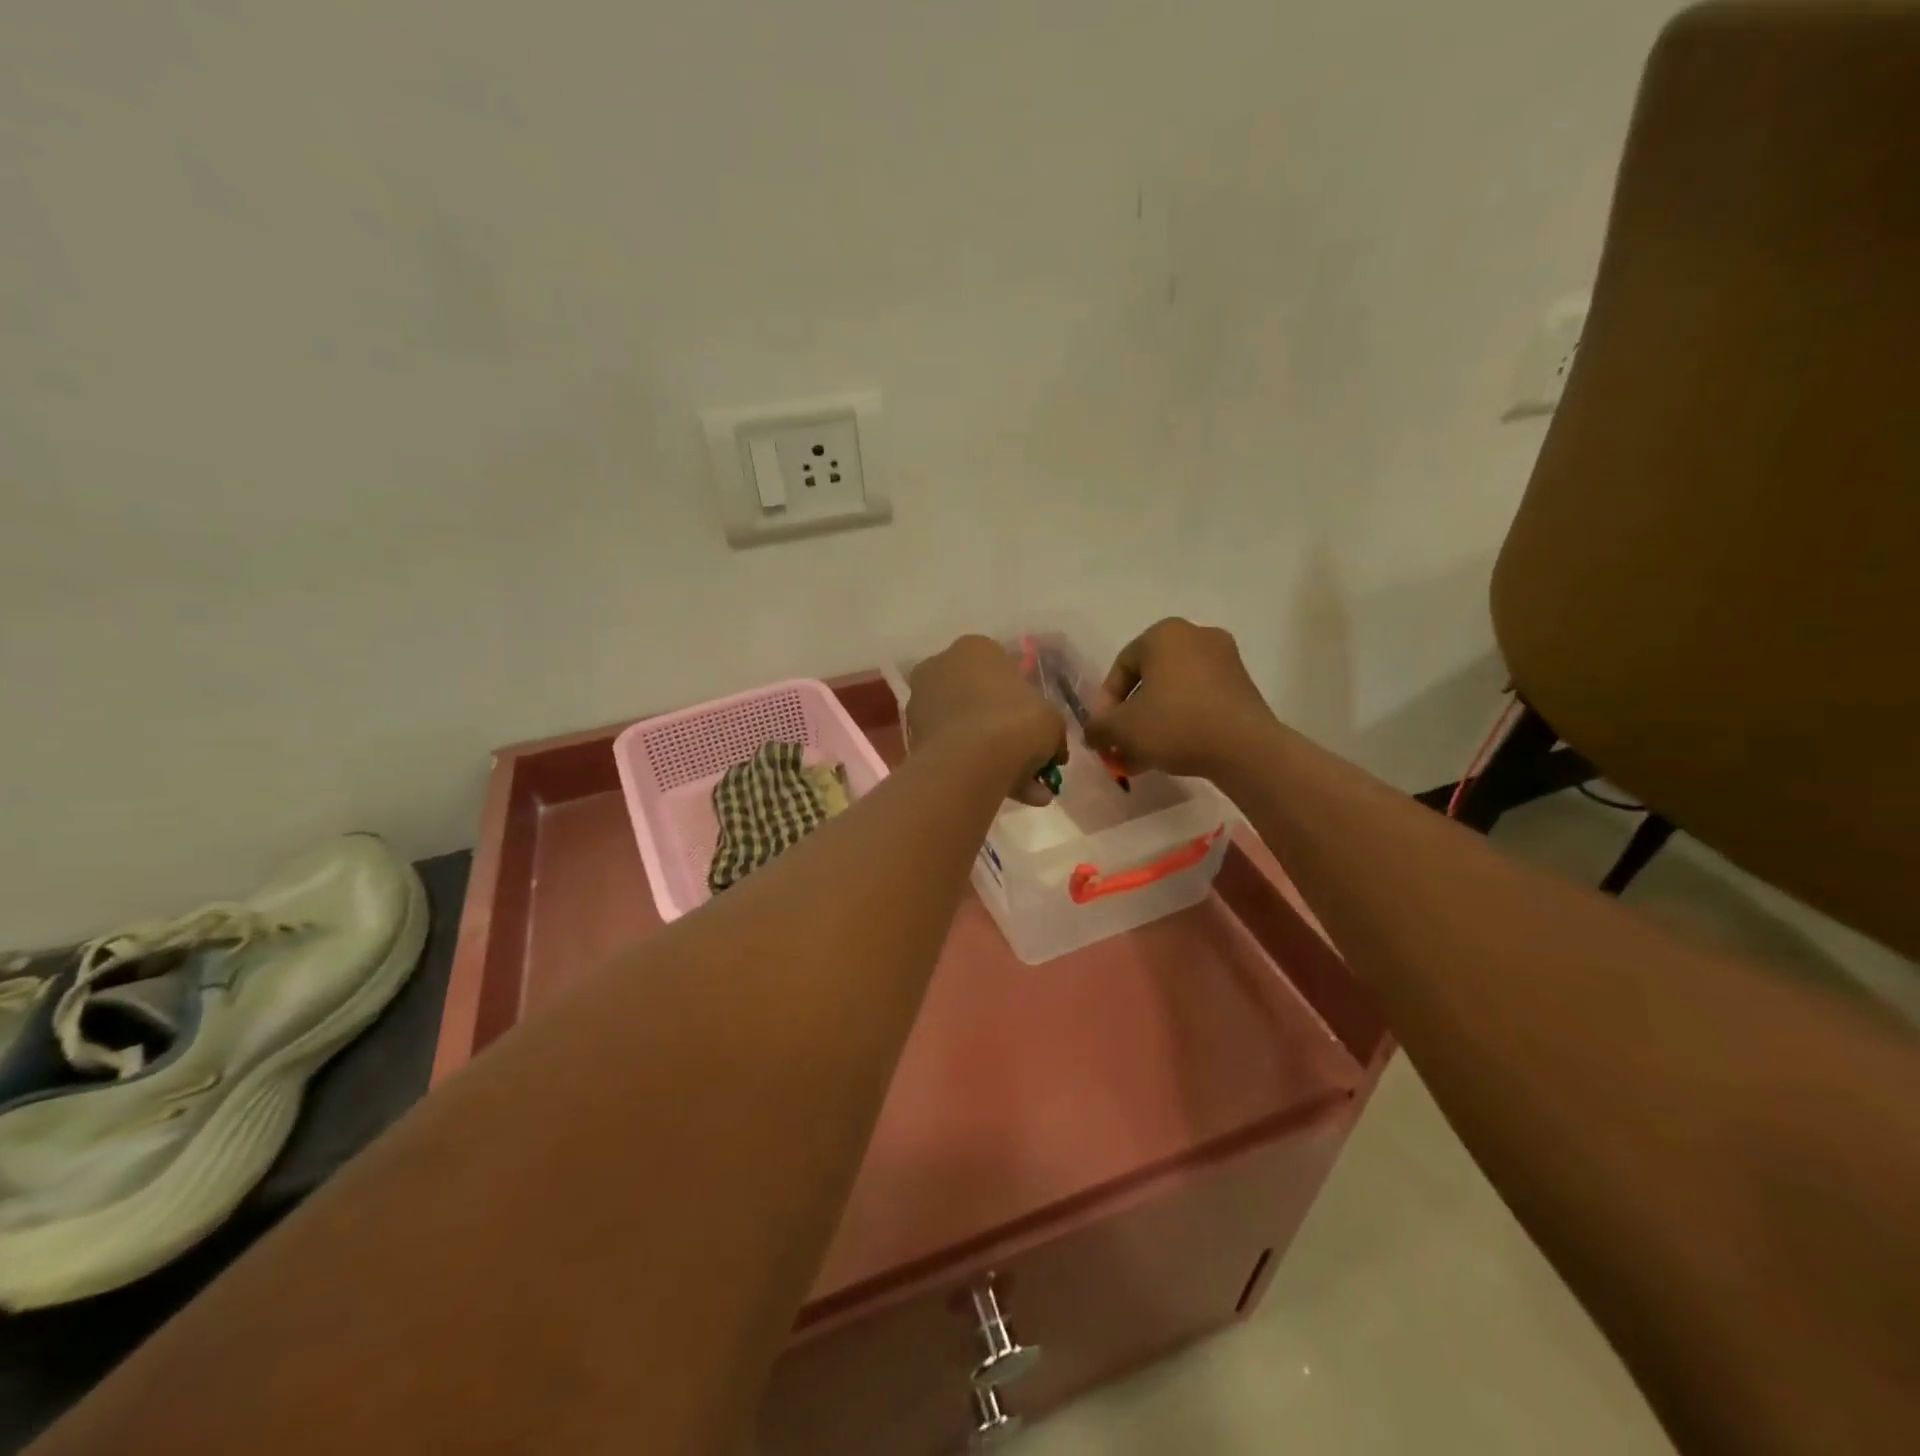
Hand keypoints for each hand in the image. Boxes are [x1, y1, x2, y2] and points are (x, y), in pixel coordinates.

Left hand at [907, 636, 1067, 805]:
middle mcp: (941, 666)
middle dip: (1006, 731)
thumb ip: (1051, 729)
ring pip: (966, 729)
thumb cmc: (1016, 722)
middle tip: (1030, 760)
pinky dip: (976, 769)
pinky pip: (954, 751)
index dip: (1023, 699)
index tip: (1036, 725)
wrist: (970, 761)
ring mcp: (921, 702)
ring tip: (1025, 790)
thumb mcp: (1052, 720)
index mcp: (975, 648)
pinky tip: (1005, 794)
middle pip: (980, 699)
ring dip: (994, 755)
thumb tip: (1053, 749)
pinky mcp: (913, 737)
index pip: (1002, 668)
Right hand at [1085, 618, 1274, 778]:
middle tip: (1121, 746)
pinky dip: (1182, 721)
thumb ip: (1098, 727)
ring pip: (1173, 693)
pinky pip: (1199, 700)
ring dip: (1154, 722)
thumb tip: (1093, 733)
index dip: (1106, 705)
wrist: (1245, 748)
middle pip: (1148, 681)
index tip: (1104, 734)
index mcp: (1163, 634)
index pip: (1120, 668)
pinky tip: (1172, 751)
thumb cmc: (1175, 725)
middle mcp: (1196, 636)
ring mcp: (1225, 659)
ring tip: (1144, 756)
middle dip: (1131, 716)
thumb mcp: (1121, 729)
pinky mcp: (1242, 685)